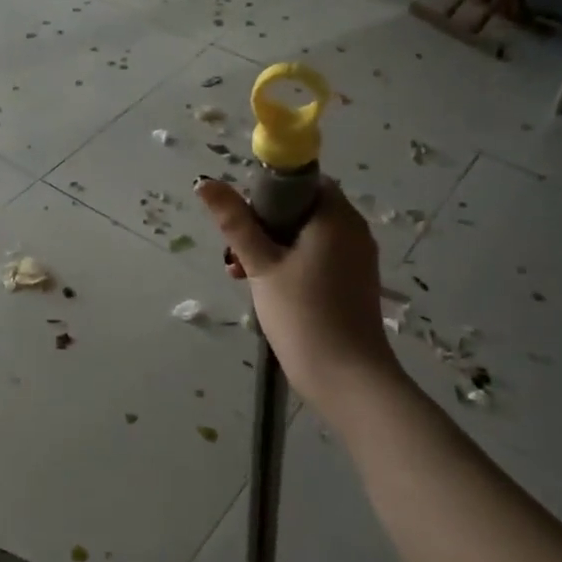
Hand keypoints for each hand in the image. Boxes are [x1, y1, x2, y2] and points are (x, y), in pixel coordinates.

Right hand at [196, 178, 401, 403]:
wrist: (348, 378)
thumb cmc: (303, 314)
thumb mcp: (261, 265)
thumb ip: (235, 222)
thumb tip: (205, 182)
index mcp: (336, 216)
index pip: (300, 182)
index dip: (266, 194)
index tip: (242, 222)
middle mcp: (353, 230)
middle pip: (300, 209)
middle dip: (262, 226)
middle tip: (235, 256)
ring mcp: (356, 258)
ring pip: (305, 236)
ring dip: (271, 248)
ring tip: (242, 276)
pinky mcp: (353, 282)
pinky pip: (318, 258)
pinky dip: (291, 265)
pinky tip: (268, 290)